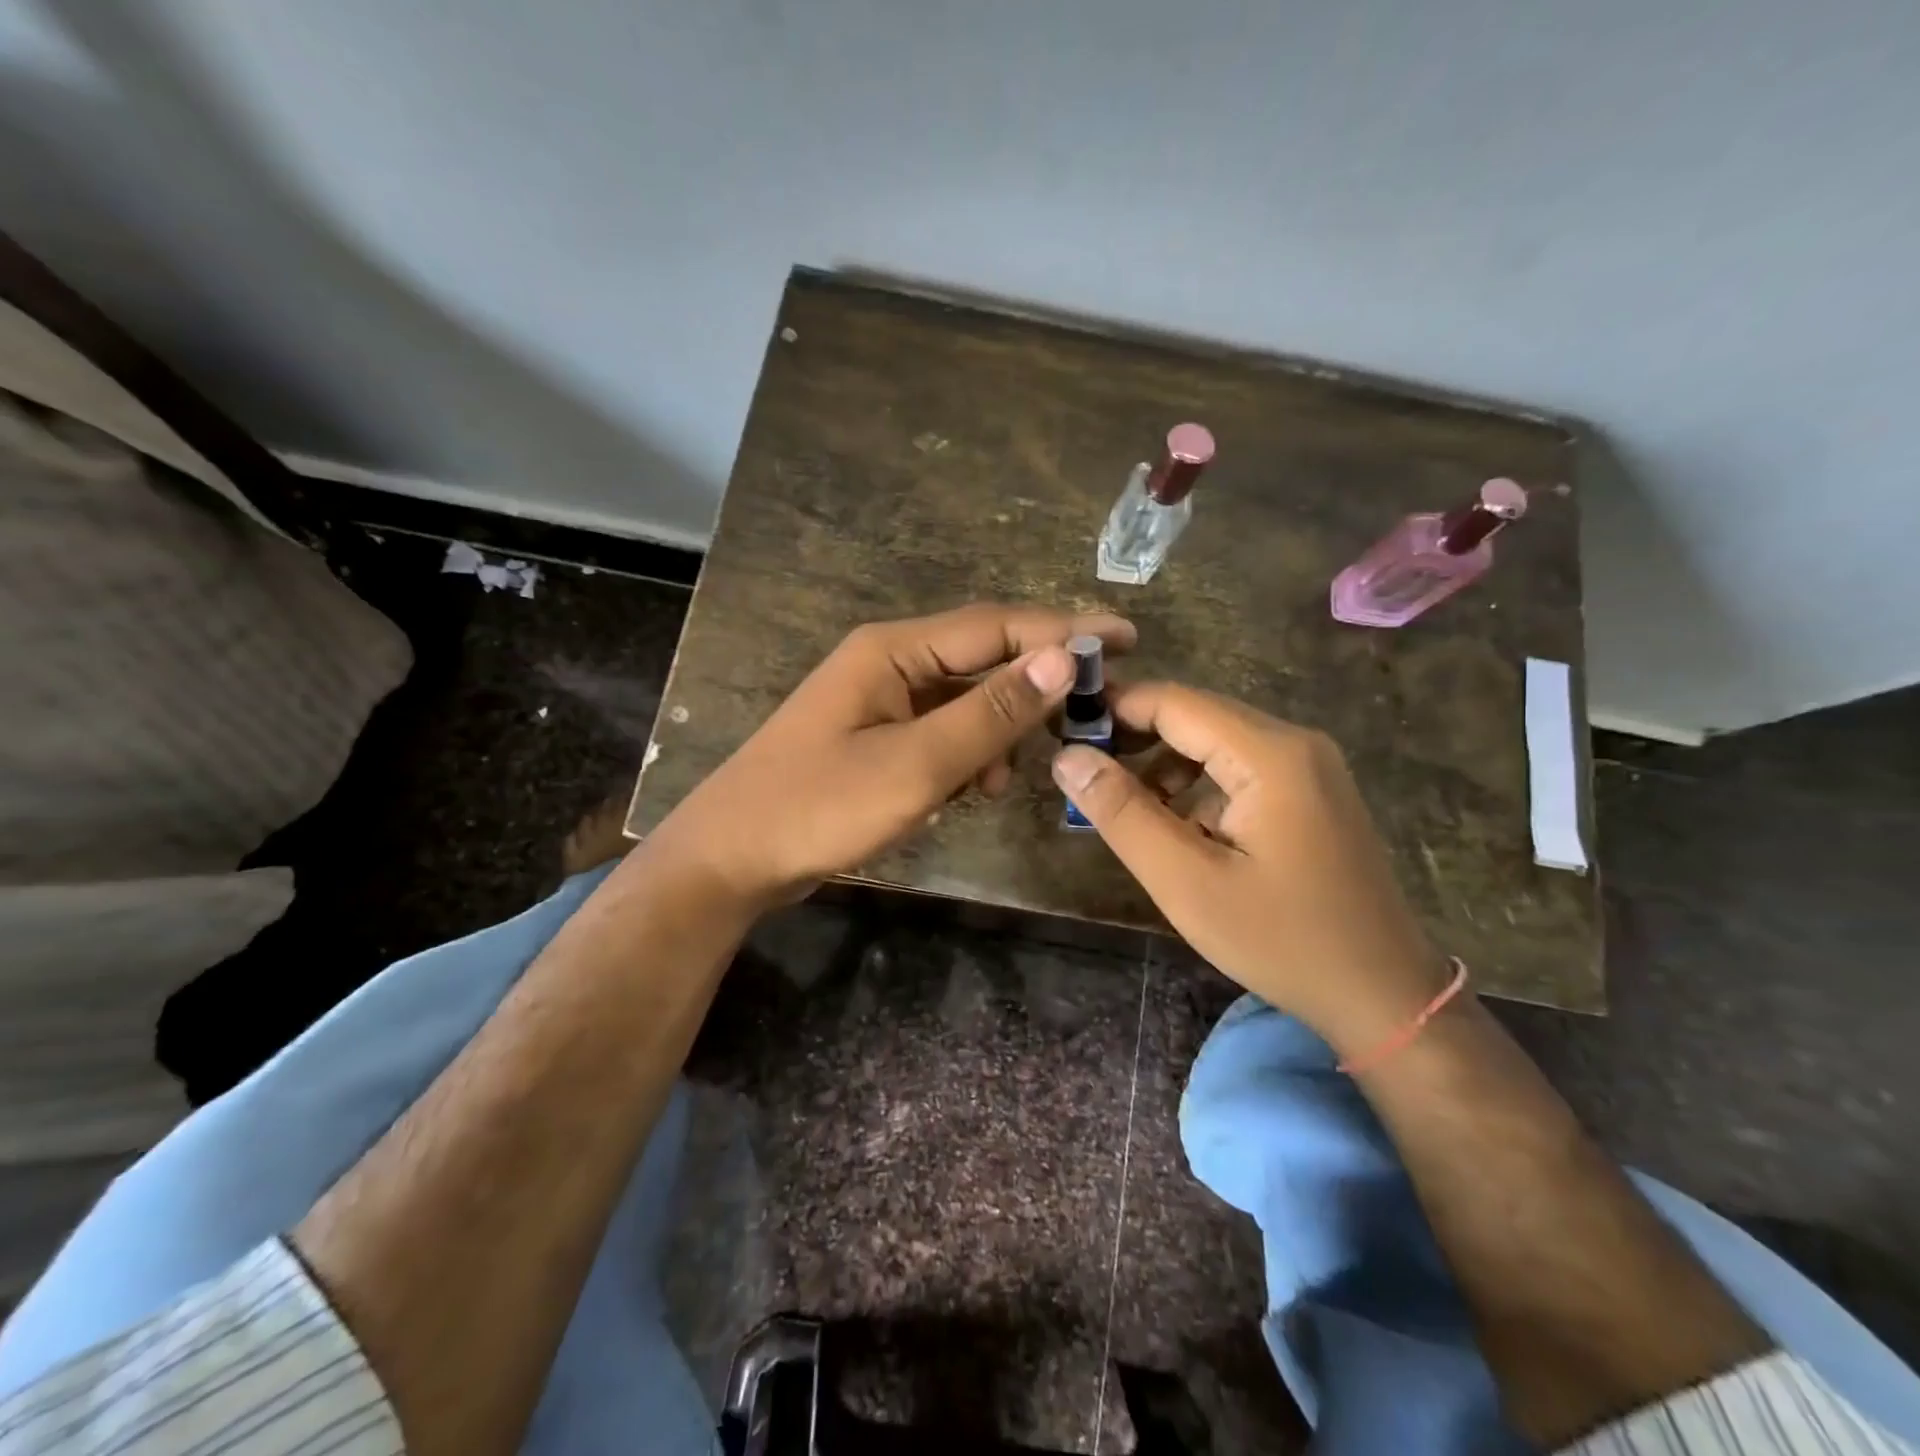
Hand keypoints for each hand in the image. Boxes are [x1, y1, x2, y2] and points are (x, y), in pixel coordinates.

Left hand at [657, 604, 1135, 908]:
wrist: (731, 860)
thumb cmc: (818, 808)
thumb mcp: (915, 765)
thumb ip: (989, 714)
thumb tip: (1061, 660)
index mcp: (893, 651)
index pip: (996, 626)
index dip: (1062, 629)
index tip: (1125, 638)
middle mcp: (889, 663)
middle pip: (982, 659)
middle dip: (1035, 686)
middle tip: (1092, 711)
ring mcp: (880, 702)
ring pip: (965, 702)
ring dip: (997, 733)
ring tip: (1004, 780)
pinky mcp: (876, 739)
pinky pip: (941, 733)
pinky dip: (966, 757)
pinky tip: (970, 792)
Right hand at [1052, 682, 1447, 1051]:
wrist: (1384, 996)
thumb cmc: (1282, 940)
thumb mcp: (1187, 882)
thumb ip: (1123, 813)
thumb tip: (1068, 756)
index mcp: (1270, 755)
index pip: (1173, 702)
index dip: (1113, 709)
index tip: (1063, 731)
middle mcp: (1295, 743)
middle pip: (1196, 717)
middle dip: (1134, 738)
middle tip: (1081, 772)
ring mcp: (1310, 767)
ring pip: (1215, 742)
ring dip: (1163, 765)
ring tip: (1121, 807)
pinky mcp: (1312, 793)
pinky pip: (1239, 768)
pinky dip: (1197, 785)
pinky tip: (1176, 827)